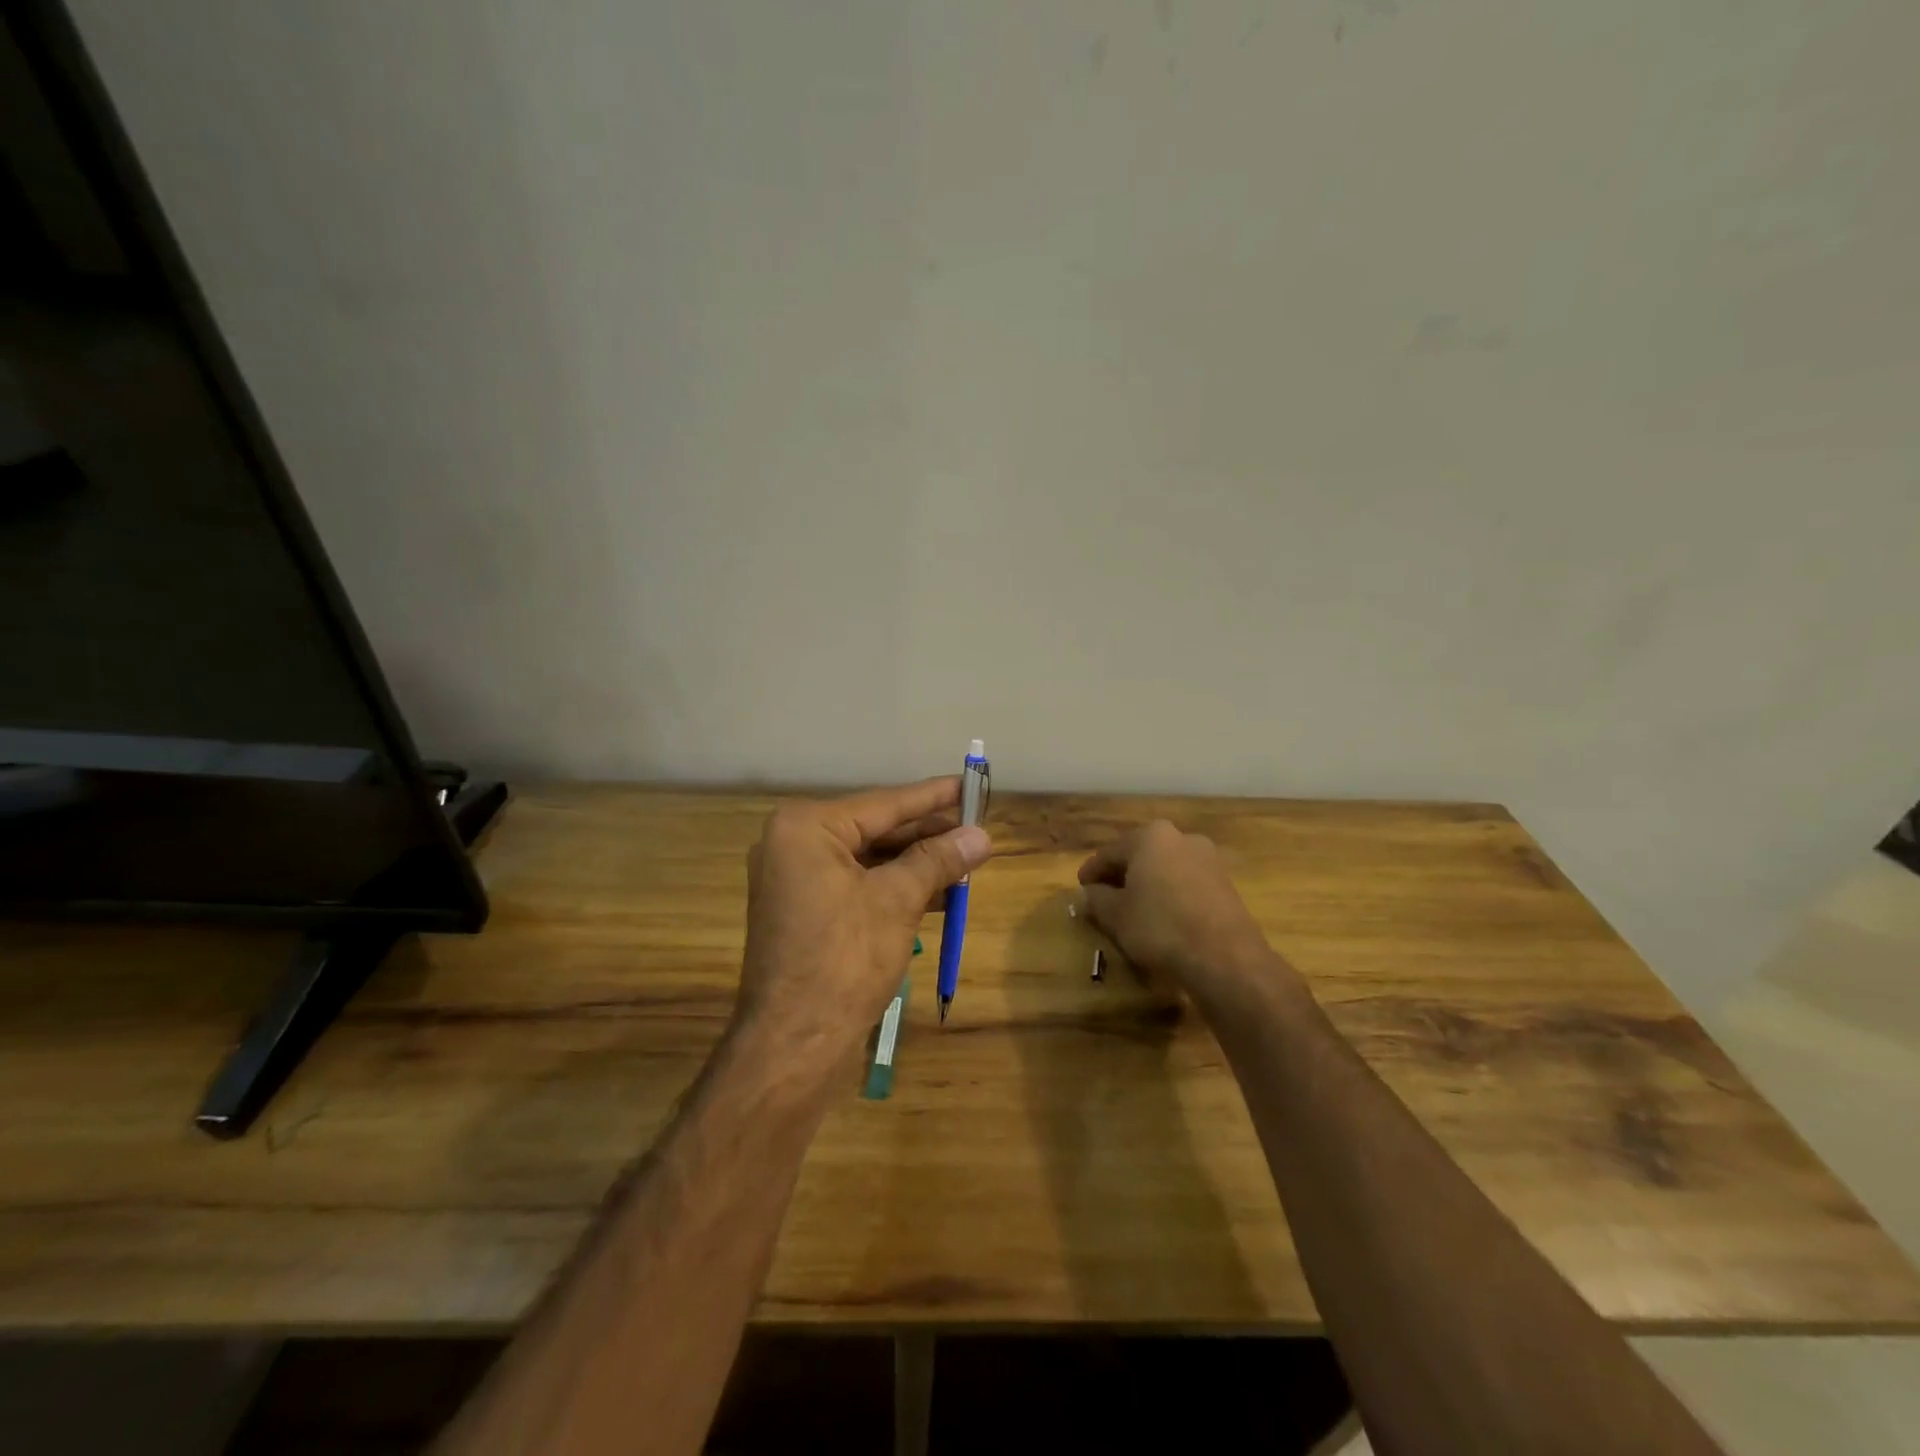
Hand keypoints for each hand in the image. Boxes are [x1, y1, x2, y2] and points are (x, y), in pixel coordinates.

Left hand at [735, 777, 991, 1068]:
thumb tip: (981, 836)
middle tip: (976, 827)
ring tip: (967, 861)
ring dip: (917, 863)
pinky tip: (938, 893)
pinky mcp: (804, 911)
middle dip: (928, 834)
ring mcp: (795, 880)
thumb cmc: (844, 960)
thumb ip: (938, 860)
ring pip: (869, 859)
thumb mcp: (897, 901)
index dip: (933, 797)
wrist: (793, 1044)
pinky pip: (857, 885)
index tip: (970, 784)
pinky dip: (895, 887)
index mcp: (805, 828)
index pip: (883, 803)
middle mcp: (793, 845)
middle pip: (875, 829)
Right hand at [1078, 821, 1292, 1017]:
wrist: (1224, 957)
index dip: (1091, 873)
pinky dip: (1170, 895)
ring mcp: (1208, 859)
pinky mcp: (1225, 883)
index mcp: (1150, 836)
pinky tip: (1162, 917)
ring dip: (1147, 885)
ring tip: (1133, 910)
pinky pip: (1186, 883)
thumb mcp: (1115, 915)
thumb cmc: (1159, 927)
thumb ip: (1096, 899)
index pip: (1110, 853)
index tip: (1081, 889)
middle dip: (1121, 876)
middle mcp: (1181, 837)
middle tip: (1104, 898)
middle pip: (1140, 856)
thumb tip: (1090, 892)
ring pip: (1164, 869)